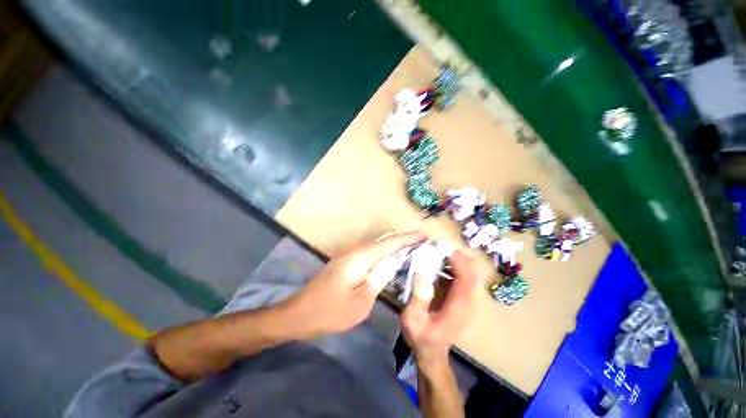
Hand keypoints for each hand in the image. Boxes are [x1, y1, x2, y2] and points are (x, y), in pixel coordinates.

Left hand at [283, 231, 426, 337]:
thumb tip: (392, 263)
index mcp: (361, 258)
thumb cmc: (330, 311)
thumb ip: (378, 280)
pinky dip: (383, 251)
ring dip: (393, 244)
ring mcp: (349, 255)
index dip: (407, 238)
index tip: (424, 235)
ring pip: (376, 244)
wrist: (300, 313)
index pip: (389, 243)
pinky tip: (390, 257)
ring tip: (411, 246)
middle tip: (421, 241)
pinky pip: (369, 251)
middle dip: (403, 239)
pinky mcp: (346, 261)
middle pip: (383, 240)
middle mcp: (355, 251)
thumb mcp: (360, 302)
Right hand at [401, 251, 479, 366]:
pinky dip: (453, 265)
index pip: (466, 279)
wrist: (432, 352)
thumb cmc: (421, 337)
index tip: (442, 248)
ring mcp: (467, 299)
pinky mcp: (462, 297)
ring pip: (470, 271)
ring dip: (455, 259)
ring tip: (436, 252)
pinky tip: (438, 263)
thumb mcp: (412, 321)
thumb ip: (418, 300)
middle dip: (457, 256)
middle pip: (473, 272)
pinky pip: (463, 275)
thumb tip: (422, 275)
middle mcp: (468, 301)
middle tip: (438, 247)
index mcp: (458, 307)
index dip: (458, 261)